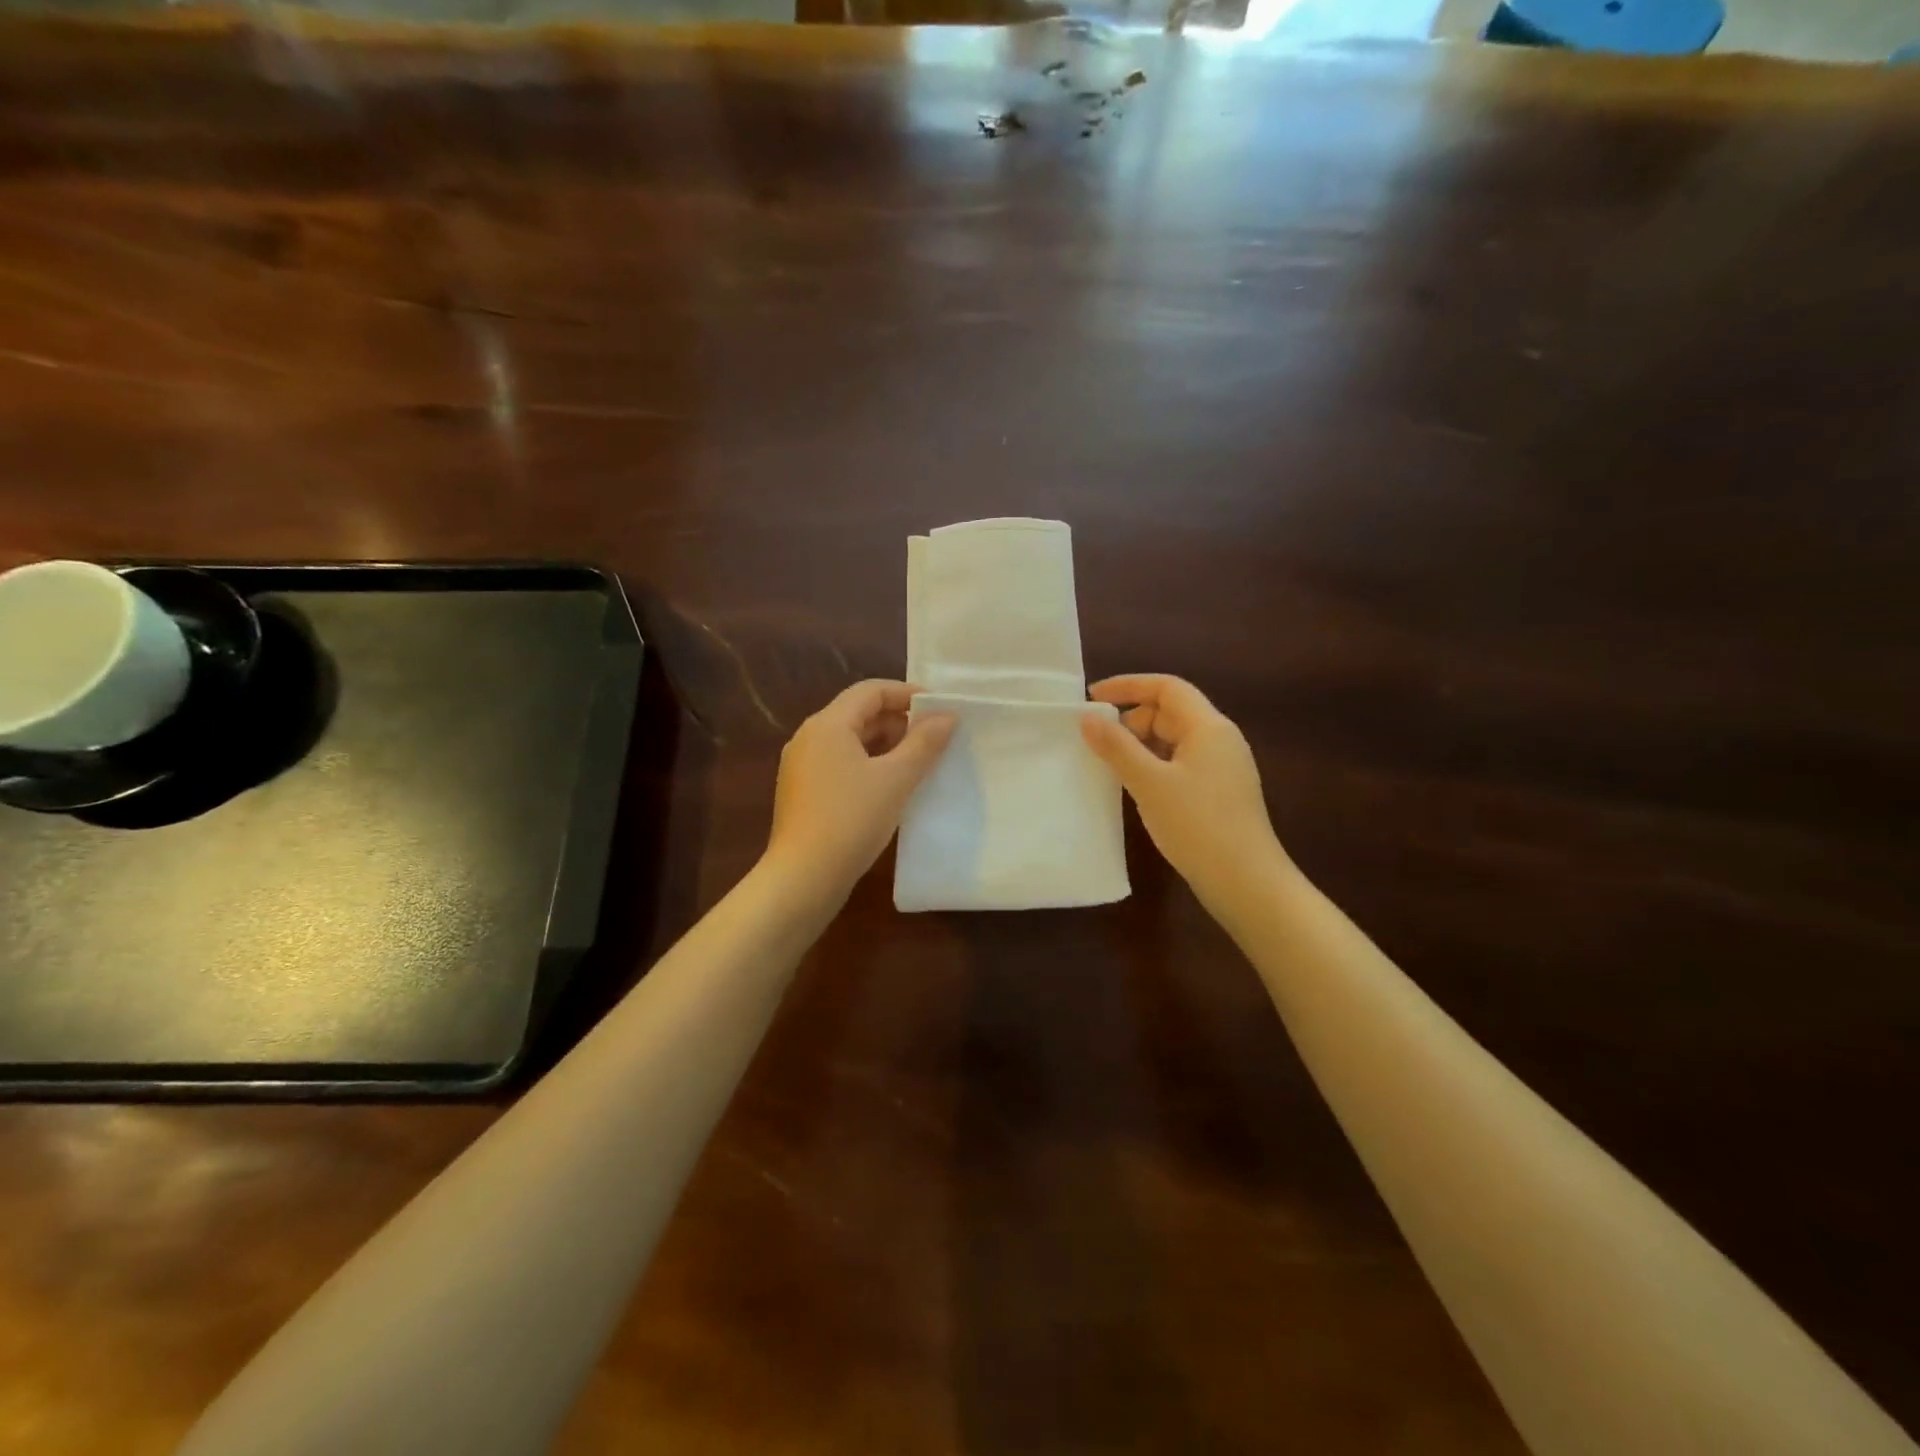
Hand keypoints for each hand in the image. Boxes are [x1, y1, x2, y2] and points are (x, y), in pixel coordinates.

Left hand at [765, 680, 955, 901]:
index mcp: (827, 724)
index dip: (908, 694)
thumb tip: (947, 715)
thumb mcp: (896, 779)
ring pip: (850, 741)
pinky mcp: (802, 791)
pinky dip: (869, 765)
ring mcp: (802, 765)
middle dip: (899, 722)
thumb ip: (924, 743)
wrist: (802, 878)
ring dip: (886, 745)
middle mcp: (809, 737)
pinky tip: (891, 788)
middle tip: (935, 741)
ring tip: (919, 765)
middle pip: (859, 713)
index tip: (940, 710)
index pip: (871, 690)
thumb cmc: (851, 821)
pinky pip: (841, 764)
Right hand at [1080, 674, 1285, 897]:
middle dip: (1131, 720)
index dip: (1128, 686)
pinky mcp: (1219, 793)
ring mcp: (1222, 768)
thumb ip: (1116, 746)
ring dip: (1140, 745)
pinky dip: (1154, 766)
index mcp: (1209, 727)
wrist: (1246, 882)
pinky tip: (1136, 788)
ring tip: (1110, 765)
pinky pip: (1180, 764)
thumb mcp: (1149, 783)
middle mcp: (1220, 740)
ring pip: (1174, 741)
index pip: (1167, 687)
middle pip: (1170, 713)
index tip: (1092, 697)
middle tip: (1098, 742)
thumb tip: (1087, 717)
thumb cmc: (1197, 825)